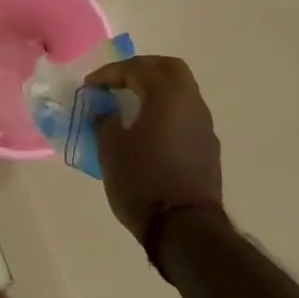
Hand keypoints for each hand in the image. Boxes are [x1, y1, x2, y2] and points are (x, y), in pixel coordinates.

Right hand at [85, 55, 222, 246]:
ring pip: (182, 89)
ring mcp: (204, 124)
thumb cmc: (143, 182)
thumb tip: (106, 110)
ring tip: (131, 103)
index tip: (89, 86)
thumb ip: (105, 120)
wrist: (185, 229)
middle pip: (168, 67)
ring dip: (156, 88)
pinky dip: (167, 109)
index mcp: (167, 94)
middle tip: (118, 80)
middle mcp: (191, 101)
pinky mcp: (208, 146)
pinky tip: (150, 128)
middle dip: (141, 68)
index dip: (109, 74)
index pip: (136, 69)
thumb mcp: (111, 149)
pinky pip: (186, 113)